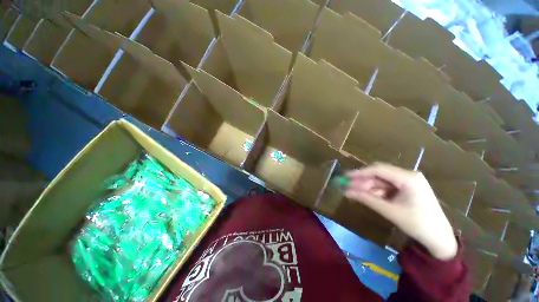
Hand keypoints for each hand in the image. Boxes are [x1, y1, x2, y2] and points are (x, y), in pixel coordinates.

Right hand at [344, 163, 457, 260]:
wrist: (439, 239)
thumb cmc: (417, 224)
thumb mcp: (389, 211)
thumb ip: (366, 199)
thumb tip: (345, 191)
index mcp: (408, 178)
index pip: (378, 170)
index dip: (359, 172)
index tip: (345, 176)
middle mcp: (408, 175)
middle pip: (379, 174)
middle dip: (363, 181)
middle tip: (347, 186)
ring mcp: (408, 181)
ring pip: (381, 180)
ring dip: (368, 187)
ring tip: (355, 193)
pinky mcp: (407, 188)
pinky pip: (387, 186)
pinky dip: (376, 191)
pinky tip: (368, 196)